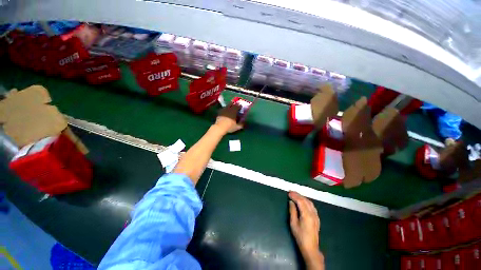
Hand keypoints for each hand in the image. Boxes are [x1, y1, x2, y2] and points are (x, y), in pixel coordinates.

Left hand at [214, 104, 242, 133]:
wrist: (220, 127)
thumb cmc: (230, 126)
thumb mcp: (237, 127)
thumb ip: (241, 124)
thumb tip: (244, 123)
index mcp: (234, 111)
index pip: (238, 106)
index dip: (240, 106)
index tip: (241, 107)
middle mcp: (229, 108)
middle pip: (232, 104)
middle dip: (234, 105)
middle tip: (236, 106)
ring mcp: (224, 110)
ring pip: (227, 106)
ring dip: (229, 106)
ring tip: (230, 109)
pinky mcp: (219, 112)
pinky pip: (223, 109)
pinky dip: (225, 109)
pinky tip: (225, 112)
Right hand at [289, 191, 323, 269]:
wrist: (311, 248)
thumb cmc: (300, 236)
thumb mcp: (293, 224)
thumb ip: (292, 211)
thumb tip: (291, 202)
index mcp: (307, 215)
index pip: (300, 201)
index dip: (294, 196)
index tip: (289, 193)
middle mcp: (313, 213)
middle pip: (305, 200)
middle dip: (298, 195)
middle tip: (291, 192)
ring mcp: (316, 216)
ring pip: (310, 202)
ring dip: (302, 197)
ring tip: (296, 195)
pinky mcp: (317, 218)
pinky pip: (312, 206)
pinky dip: (307, 201)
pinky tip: (303, 201)